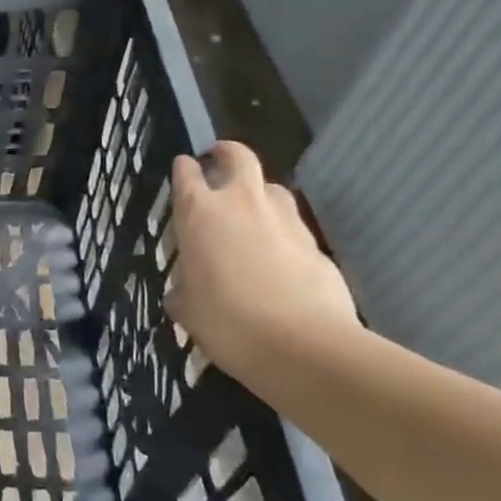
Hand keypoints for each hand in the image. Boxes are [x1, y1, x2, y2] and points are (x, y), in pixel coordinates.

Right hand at [164, 140, 358, 379]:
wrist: (303, 346)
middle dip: (227, 153)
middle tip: (218, 161)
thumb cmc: (226, 322)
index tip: (183, 167)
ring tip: (250, 214)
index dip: (184, 168)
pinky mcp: (316, 244)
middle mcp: (241, 204)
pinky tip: (277, 257)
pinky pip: (293, 225)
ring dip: (259, 193)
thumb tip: (184, 291)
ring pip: (272, 188)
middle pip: (238, 157)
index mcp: (199, 213)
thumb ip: (183, 290)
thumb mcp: (186, 309)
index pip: (187, 173)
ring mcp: (284, 220)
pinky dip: (282, 232)